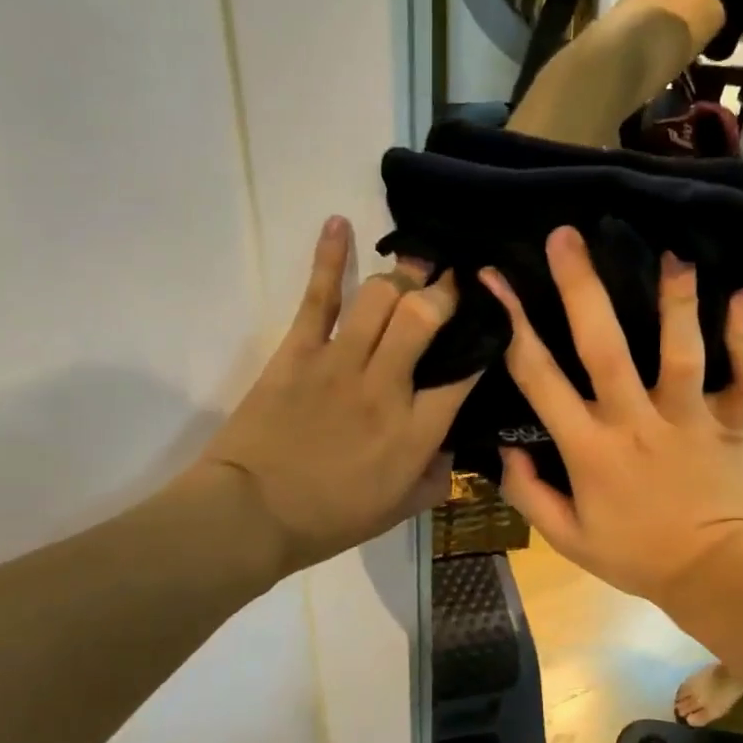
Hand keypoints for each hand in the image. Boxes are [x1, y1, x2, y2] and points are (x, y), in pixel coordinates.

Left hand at [196, 217, 476, 574]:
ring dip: (403, 275)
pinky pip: (319, 296)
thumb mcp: (397, 511)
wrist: (251, 516)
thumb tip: (452, 448)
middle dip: (445, 292)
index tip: (492, 325)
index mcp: (416, 432)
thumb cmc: (329, 519)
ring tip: (412, 268)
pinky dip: (330, 256)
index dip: (485, 341)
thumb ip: (435, 479)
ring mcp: (340, 363)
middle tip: (453, 284)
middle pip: (426, 317)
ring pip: (382, 297)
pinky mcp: (298, 351)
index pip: (465, 372)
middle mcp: (386, 387)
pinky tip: (340, 223)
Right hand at [481, 226, 742, 608]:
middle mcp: (636, 424)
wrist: (713, 576)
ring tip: (670, 255)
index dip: (513, 323)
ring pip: (680, 354)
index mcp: (589, 450)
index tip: (495, 278)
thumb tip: (506, 446)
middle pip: (604, 348)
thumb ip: (528, 492)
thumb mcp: (567, 538)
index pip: (540, 378)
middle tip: (567, 236)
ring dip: (675, 303)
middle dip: (581, 289)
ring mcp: (689, 420)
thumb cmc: (636, 555)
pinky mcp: (734, 424)